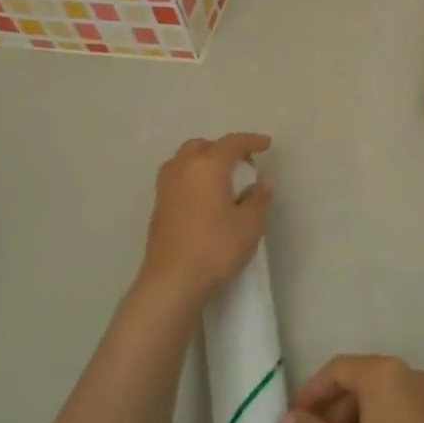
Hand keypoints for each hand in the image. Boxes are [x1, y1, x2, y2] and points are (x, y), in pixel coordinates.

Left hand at [134, 134, 272, 313]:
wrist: (172, 281)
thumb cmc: (216, 247)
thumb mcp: (250, 224)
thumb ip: (258, 198)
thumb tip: (262, 182)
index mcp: (207, 166)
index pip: (231, 143)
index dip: (251, 141)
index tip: (266, 144)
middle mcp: (182, 169)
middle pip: (202, 146)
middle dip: (222, 149)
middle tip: (241, 162)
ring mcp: (165, 188)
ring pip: (184, 161)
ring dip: (202, 161)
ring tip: (220, 177)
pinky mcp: (158, 208)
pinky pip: (176, 179)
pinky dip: (191, 178)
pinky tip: (203, 197)